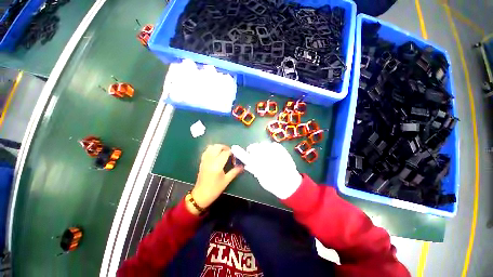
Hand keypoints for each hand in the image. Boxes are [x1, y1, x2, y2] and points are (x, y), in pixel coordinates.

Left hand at [188, 144, 242, 214]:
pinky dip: (212, 150)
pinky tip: (215, 155)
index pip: (225, 153)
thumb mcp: (226, 181)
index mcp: (217, 165)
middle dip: (225, 147)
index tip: (235, 157)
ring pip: (211, 147)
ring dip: (218, 147)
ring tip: (223, 153)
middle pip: (217, 147)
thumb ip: (234, 172)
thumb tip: (242, 166)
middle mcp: (210, 160)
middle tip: (230, 153)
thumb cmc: (215, 189)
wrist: (201, 194)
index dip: (232, 153)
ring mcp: (205, 160)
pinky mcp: (201, 162)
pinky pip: (206, 151)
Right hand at [231, 142, 301, 198]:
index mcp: (258, 166)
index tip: (234, 147)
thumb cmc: (274, 184)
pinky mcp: (282, 150)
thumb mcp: (262, 179)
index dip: (239, 152)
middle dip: (253, 150)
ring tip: (266, 154)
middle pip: (255, 147)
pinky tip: (273, 154)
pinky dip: (272, 147)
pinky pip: (274, 145)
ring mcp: (275, 152)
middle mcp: (266, 157)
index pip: (246, 157)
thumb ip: (254, 170)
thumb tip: (248, 165)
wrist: (290, 183)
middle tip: (254, 154)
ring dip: (262, 148)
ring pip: (264, 144)